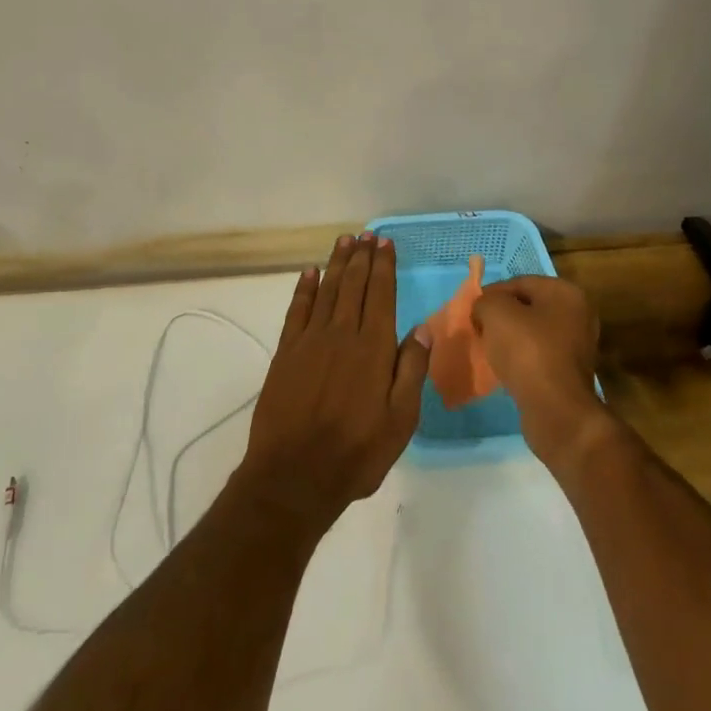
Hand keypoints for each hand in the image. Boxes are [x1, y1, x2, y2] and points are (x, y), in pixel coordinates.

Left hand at [235, 234, 427, 531]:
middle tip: (367, 235)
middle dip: (362, 258)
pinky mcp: (286, 352)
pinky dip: (304, 288)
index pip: (381, 296)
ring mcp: (310, 340)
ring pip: (327, 290)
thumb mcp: (400, 420)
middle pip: (354, 286)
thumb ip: (411, 370)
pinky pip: (297, 309)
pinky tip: (310, 273)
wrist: (295, 474)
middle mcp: (342, 334)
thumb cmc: (356, 452)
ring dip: (337, 264)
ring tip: (344, 241)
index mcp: (374, 349)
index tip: (385, 244)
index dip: (384, 267)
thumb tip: (424, 329)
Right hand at [473, 276, 606, 467]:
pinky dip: (521, 358)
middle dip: (501, 317)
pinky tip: (506, 369)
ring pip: (533, 332)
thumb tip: (484, 308)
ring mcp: (578, 344)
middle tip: (480, 330)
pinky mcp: (571, 371)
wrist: (556, 410)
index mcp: (565, 292)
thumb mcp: (495, 312)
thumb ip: (485, 301)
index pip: (519, 282)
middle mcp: (578, 314)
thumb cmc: (527, 351)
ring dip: (510, 338)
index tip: (472, 312)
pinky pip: (539, 355)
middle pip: (527, 307)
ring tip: (490, 350)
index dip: (491, 294)